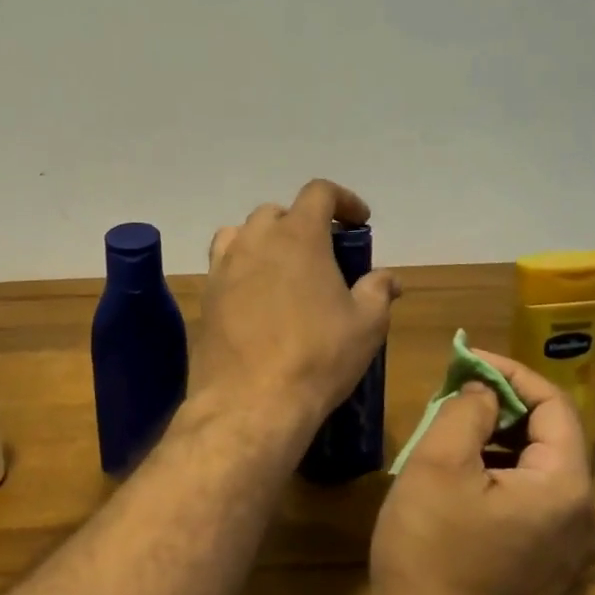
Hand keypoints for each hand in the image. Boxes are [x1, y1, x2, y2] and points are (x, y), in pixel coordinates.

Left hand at [196, 179, 401, 429]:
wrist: (251, 401)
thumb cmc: (318, 357)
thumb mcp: (366, 326)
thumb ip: (378, 291)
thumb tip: (388, 278)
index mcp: (298, 235)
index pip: (318, 192)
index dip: (343, 199)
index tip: (359, 221)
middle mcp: (255, 240)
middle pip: (277, 212)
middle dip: (302, 223)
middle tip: (322, 253)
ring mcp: (224, 266)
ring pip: (242, 233)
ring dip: (265, 241)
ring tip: (283, 269)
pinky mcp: (206, 294)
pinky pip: (223, 265)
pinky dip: (241, 268)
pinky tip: (255, 297)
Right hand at [370, 352, 594, 594]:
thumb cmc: (430, 548)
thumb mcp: (438, 464)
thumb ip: (467, 411)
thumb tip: (484, 392)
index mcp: (564, 488)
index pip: (554, 406)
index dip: (511, 374)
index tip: (467, 360)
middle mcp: (582, 517)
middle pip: (549, 437)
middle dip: (501, 405)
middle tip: (452, 392)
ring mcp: (568, 547)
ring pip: (538, 468)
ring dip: (497, 438)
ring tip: (448, 427)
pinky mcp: (547, 565)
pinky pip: (531, 498)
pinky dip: (500, 471)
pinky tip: (458, 474)